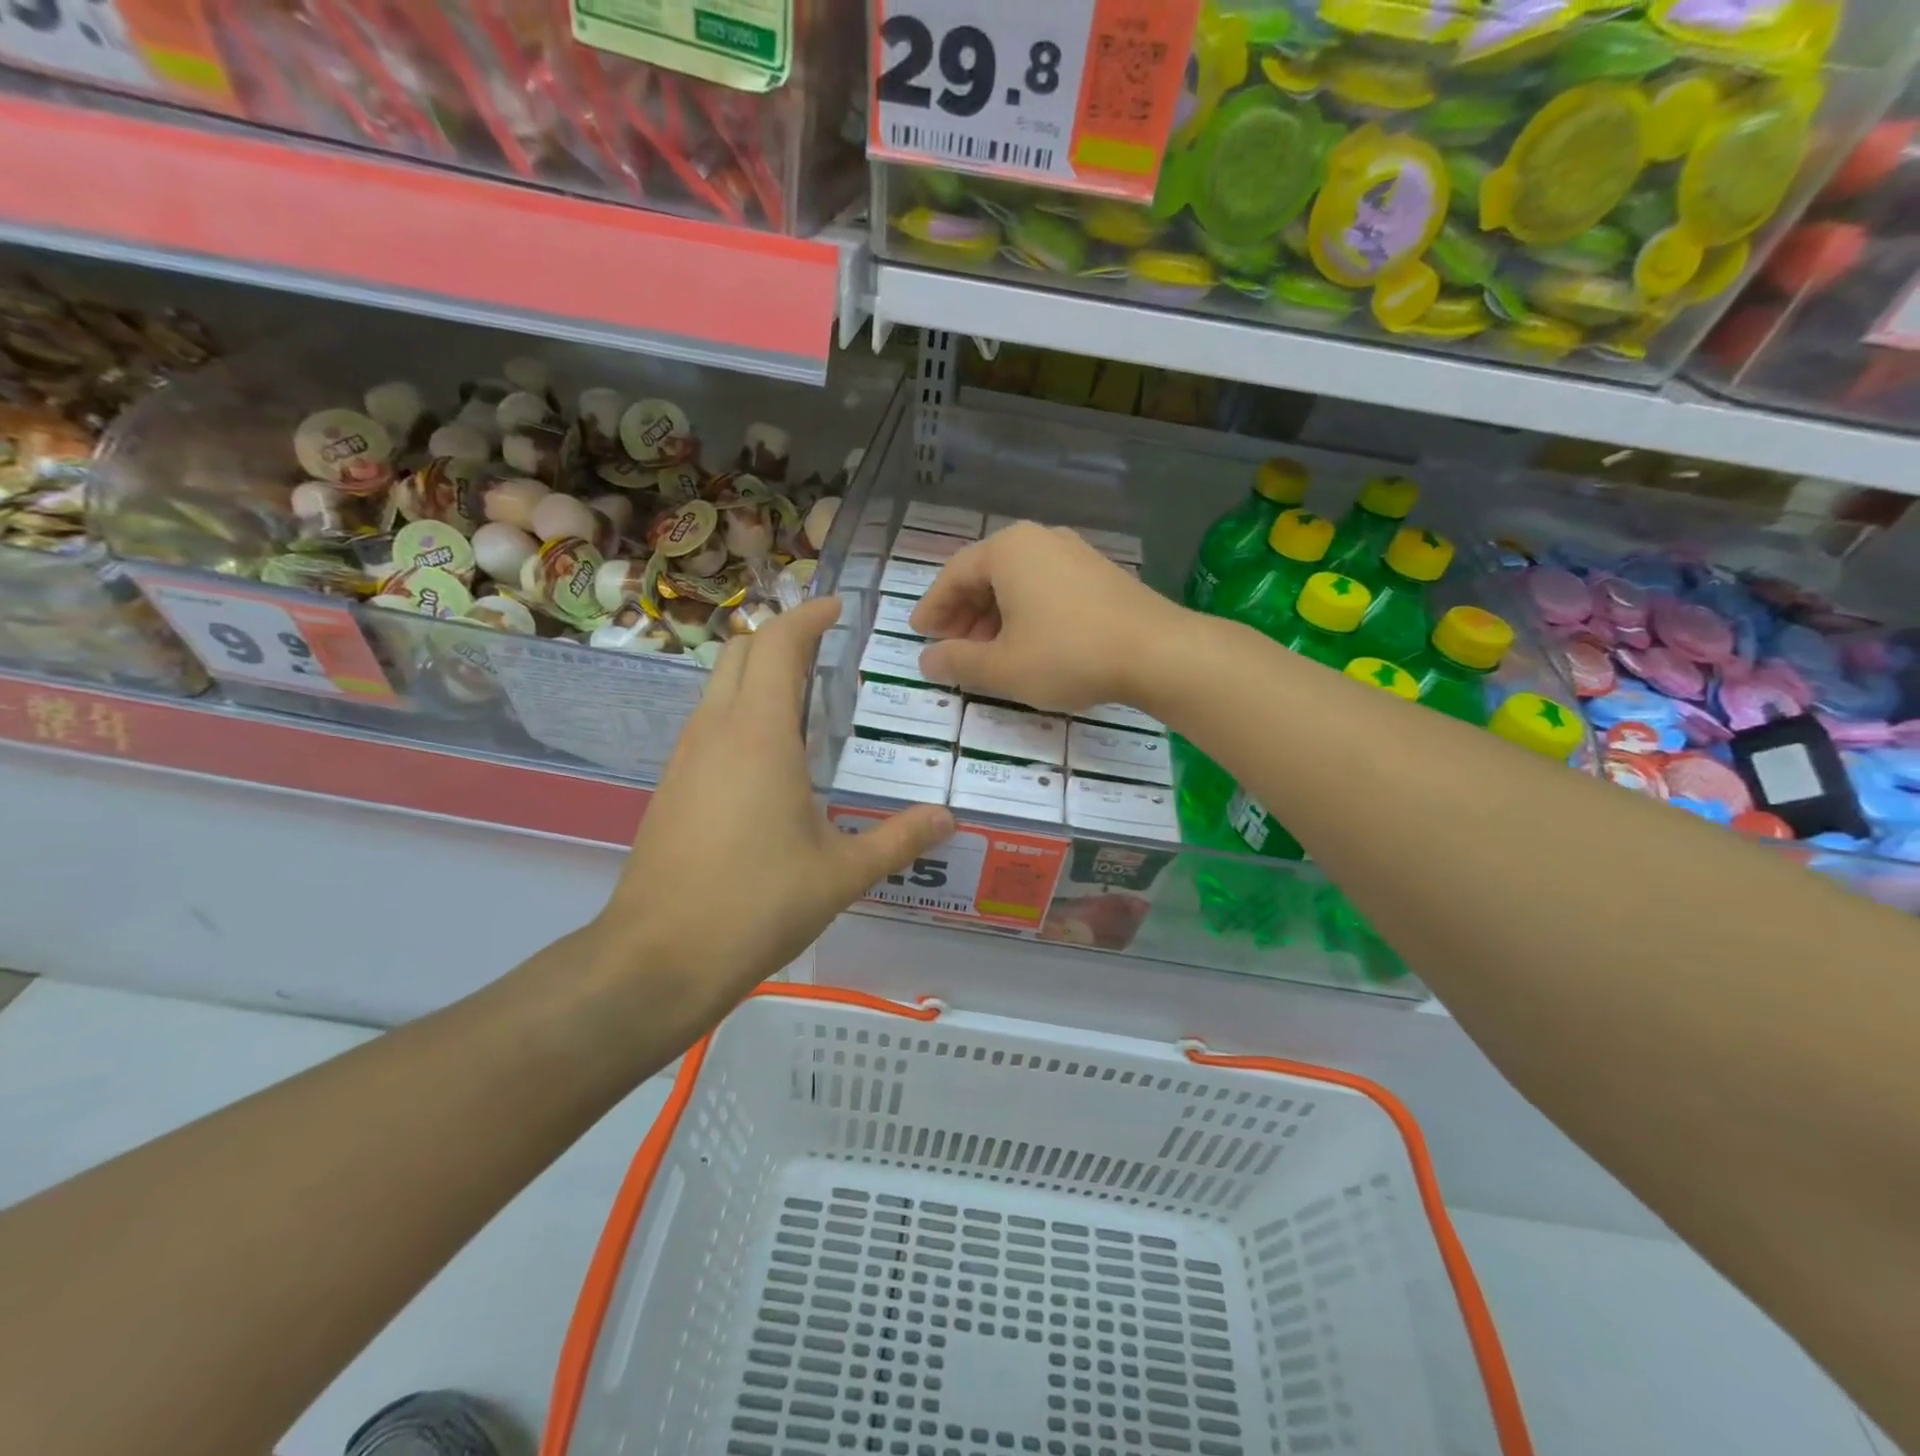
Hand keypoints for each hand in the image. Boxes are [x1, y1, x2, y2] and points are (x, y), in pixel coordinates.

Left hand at [599, 596, 952, 1011]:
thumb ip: (899, 839)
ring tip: (807, 699)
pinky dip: (740, 710)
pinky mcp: (672, 785)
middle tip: (827, 651)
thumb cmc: (758, 904)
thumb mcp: (842, 873)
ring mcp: (686, 756)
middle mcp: (717, 730)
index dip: (810, 616)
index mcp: (761, 734)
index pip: (780, 644)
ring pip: (719, 684)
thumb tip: (948, 818)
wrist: (659, 958)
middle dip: (783, 636)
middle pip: (741, 650)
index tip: (839, 608)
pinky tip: (771, 756)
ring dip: (758, 673)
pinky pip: (708, 721)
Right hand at [911, 523, 1186, 712]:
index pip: (954, 575)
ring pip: (1018, 583)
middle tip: (951, 648)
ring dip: (994, 617)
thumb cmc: (1068, 654)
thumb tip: (927, 661)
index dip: (933, 608)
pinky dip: (1026, 614)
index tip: (920, 635)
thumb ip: (958, 663)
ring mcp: (1074, 553)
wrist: (1157, 652)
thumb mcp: (1003, 667)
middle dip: (964, 615)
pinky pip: (1046, 588)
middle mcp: (1039, 540)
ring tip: (987, 654)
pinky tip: (1028, 645)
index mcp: (1008, 550)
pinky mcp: (1099, 574)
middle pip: (986, 575)